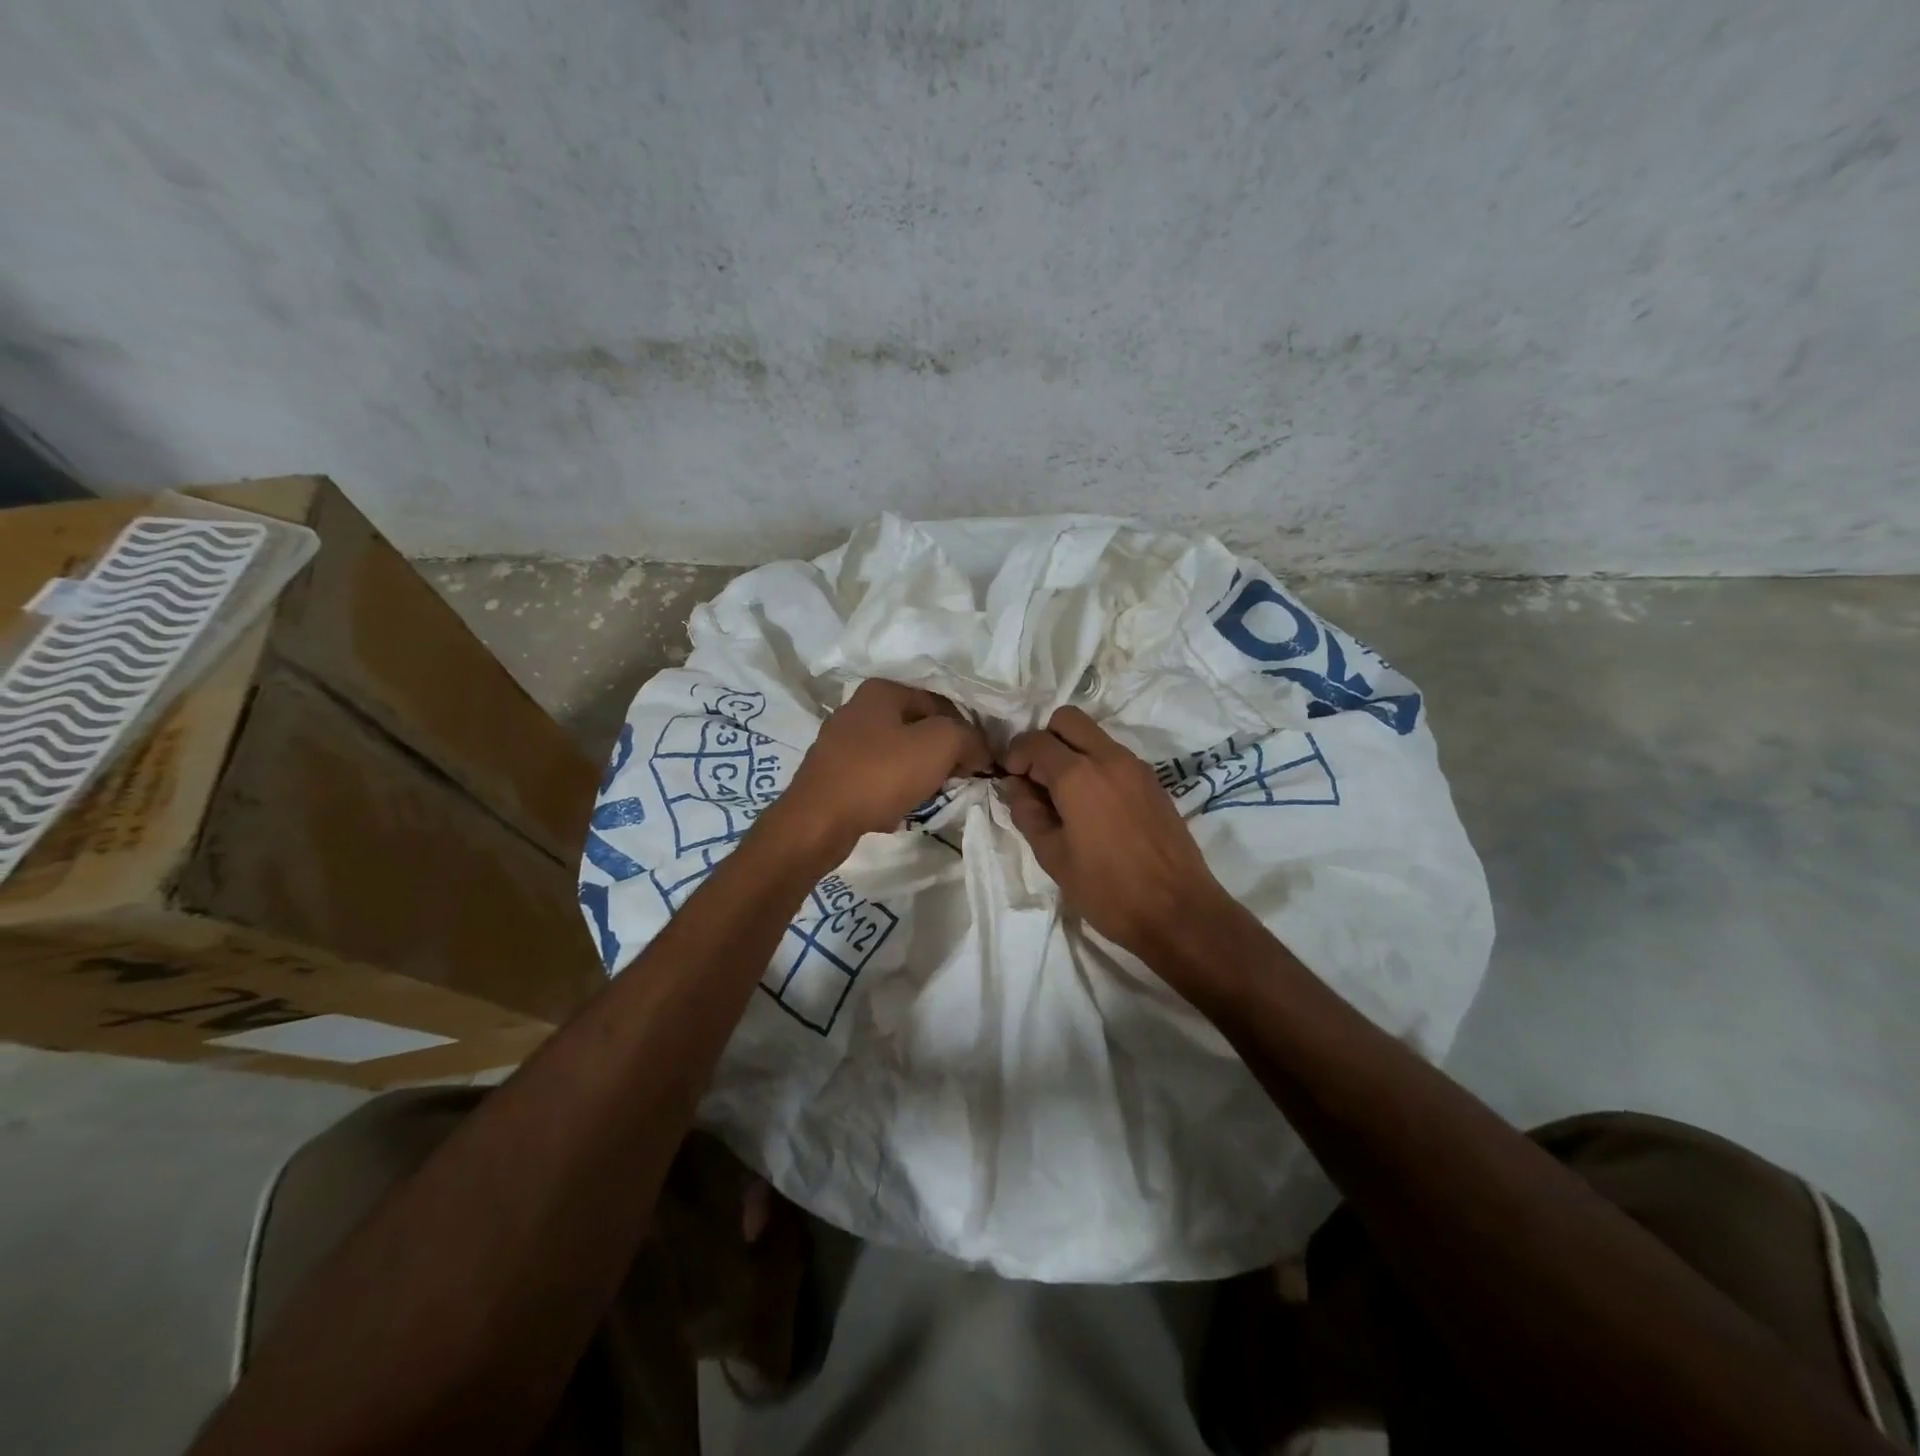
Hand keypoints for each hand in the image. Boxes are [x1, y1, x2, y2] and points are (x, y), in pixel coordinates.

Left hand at [769, 680, 992, 862]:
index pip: (942, 704)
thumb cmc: (880, 774)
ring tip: (930, 795)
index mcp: (882, 690)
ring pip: (898, 752)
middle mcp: (858, 708)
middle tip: (956, 780)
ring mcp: (840, 741)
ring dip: (919, 773)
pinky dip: (893, 788)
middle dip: (941, 754)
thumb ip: (969, 738)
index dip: (966, 733)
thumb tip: (979, 750)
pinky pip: (876, 775)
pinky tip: (899, 807)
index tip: (977, 764)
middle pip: (918, 728)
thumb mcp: (940, 745)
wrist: (818, 821)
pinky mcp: (832, 772)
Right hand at [1002, 707, 1231, 959]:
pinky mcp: (1154, 782)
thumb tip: (1016, 787)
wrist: (1178, 912)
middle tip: (1036, 778)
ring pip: (1094, 735)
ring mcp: (1136, 767)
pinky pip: (1115, 756)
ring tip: (1062, 796)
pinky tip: (1092, 807)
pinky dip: (1095, 766)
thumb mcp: (1053, 857)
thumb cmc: (1107, 890)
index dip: (1014, 755)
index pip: (1035, 741)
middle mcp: (1109, 758)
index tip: (1009, 780)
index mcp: (1078, 775)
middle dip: (1044, 740)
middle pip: (1068, 719)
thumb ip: (1028, 813)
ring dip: (1071, 752)